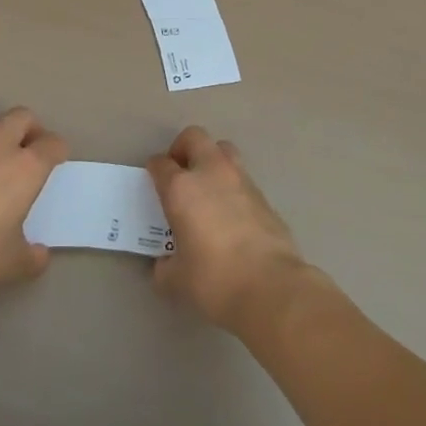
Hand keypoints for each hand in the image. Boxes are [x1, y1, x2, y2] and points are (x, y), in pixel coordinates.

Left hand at [0, 108, 67, 297]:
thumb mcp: (13, 263)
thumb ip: (31, 256)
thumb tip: (39, 254)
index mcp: (26, 168)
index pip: (52, 144)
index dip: (58, 150)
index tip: (57, 161)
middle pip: (21, 116)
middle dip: (31, 128)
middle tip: (32, 150)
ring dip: (0, 130)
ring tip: (1, 154)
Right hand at [147, 127, 311, 332]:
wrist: (272, 287)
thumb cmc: (214, 280)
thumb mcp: (176, 280)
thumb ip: (165, 266)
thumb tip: (165, 264)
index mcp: (181, 188)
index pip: (161, 164)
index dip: (154, 170)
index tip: (153, 182)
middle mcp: (210, 173)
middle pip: (194, 137)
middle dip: (183, 149)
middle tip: (179, 174)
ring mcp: (241, 180)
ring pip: (223, 150)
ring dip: (211, 161)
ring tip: (207, 189)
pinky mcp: (264, 196)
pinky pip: (242, 178)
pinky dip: (232, 187)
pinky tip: (230, 215)